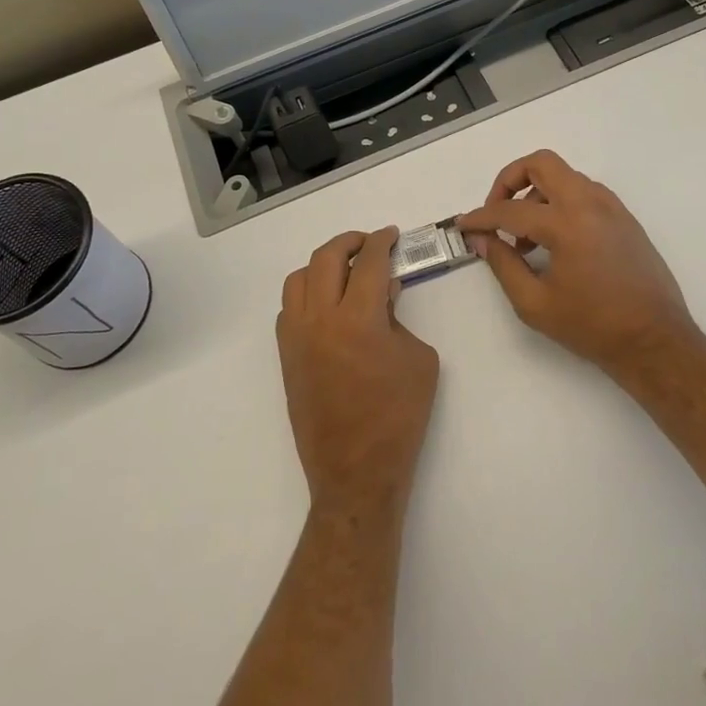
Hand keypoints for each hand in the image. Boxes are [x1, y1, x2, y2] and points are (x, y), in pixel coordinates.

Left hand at [277, 228, 440, 516]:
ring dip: (322, 265)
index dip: (381, 241)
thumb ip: (399, 318)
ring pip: (298, 279)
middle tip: (369, 243)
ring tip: (344, 269)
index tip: (390, 234)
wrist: (356, 471)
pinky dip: (306, 294)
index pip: (368, 262)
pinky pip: (289, 309)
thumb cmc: (399, 416)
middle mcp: (320, 319)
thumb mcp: (418, 360)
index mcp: (358, 318)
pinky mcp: (287, 356)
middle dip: (349, 241)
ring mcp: (297, 338)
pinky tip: (327, 304)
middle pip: (326, 258)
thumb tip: (383, 293)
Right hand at [458, 150, 703, 378]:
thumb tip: (482, 239)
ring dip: (536, 194)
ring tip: (526, 238)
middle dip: (510, 180)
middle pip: (541, 163)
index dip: (481, 217)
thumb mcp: (535, 303)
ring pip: (564, 176)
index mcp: (567, 224)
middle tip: (497, 213)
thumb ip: (503, 264)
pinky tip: (554, 241)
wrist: (655, 340)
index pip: (510, 210)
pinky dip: (561, 203)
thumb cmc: (592, 326)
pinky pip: (584, 192)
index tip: (464, 226)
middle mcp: (590, 203)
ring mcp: (611, 207)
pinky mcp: (624, 218)